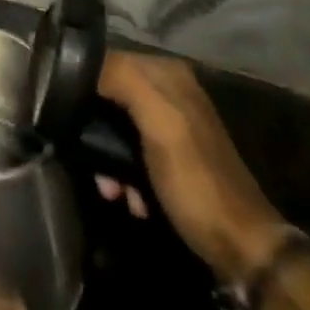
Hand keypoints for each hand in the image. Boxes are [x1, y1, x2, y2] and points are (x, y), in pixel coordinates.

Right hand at [97, 52, 289, 288]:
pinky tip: (130, 199)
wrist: (243, 250)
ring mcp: (172, 125)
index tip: (67, 117)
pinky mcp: (172, 158)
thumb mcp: (160, 124)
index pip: (108, 60)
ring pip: (118, 127)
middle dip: (96, 129)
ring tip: (111, 189)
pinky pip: (133, 152)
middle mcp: (169, 91)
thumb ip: (124, 80)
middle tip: (92, 163)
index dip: (85, 85)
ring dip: (108, 158)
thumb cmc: (196, 182)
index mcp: (167, 73)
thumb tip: (81, 62)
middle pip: (111, 96)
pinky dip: (125, 174)